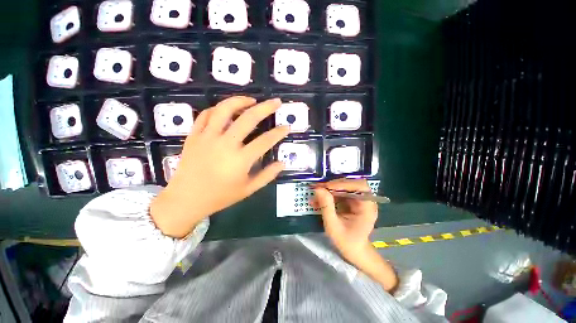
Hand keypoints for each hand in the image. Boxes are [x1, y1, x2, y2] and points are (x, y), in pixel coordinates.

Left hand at [150, 96, 289, 237]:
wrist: (186, 199)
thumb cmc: (220, 196)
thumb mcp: (248, 189)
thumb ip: (267, 176)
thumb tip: (282, 163)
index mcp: (240, 159)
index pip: (265, 141)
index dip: (279, 133)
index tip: (287, 127)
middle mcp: (225, 144)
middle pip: (248, 118)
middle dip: (266, 108)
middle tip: (276, 102)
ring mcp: (208, 137)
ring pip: (225, 110)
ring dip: (240, 101)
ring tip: (251, 100)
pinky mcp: (194, 135)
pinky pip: (206, 115)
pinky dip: (217, 109)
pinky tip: (226, 109)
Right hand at [313, 179, 376, 264]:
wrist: (354, 251)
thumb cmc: (347, 242)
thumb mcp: (333, 226)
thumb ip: (326, 207)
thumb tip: (318, 189)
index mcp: (367, 207)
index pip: (359, 186)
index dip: (343, 184)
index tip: (326, 187)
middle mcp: (365, 200)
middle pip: (351, 184)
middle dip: (333, 185)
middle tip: (318, 188)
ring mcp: (358, 200)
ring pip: (343, 187)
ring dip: (329, 190)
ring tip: (315, 196)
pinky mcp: (351, 201)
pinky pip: (339, 193)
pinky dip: (328, 195)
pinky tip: (318, 200)